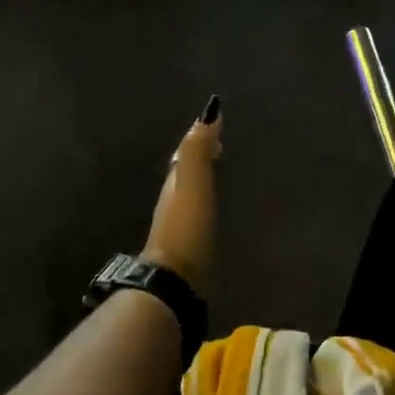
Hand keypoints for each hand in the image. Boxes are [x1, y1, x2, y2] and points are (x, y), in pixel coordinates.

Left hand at [143, 95, 222, 291]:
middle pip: (185, 174)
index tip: (216, 122)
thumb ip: (198, 152)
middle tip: (221, 145)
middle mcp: (172, 202)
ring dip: (203, 182)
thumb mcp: (193, 185)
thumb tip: (208, 111)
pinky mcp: (189, 250)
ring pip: (190, 196)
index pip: (185, 154)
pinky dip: (206, 206)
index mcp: (174, 184)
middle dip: (201, 158)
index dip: (199, 139)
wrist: (175, 282)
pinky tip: (216, 213)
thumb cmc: (187, 230)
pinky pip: (198, 217)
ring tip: (222, 174)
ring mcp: (179, 228)